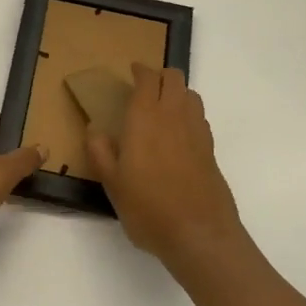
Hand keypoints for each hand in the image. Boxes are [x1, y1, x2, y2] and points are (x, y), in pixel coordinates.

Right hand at [86, 65, 247, 285]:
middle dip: (160, 75)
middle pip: (174, 78)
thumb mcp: (111, 184)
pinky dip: (188, 114)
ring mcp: (197, 132)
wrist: (200, 235)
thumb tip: (95, 129)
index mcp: (146, 119)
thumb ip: (100, 152)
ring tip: (162, 107)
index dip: (140, 71)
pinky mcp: (211, 150)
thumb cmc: (148, 208)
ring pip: (191, 94)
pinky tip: (178, 133)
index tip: (132, 71)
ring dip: (177, 92)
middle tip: (145, 86)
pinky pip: (199, 117)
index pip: (148, 79)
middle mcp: (174, 116)